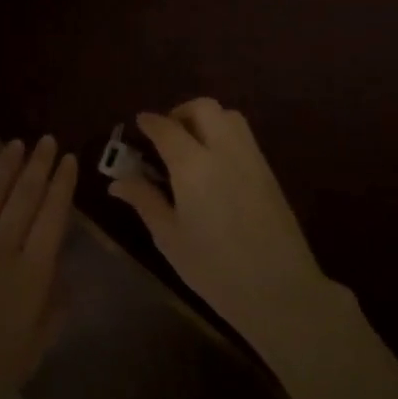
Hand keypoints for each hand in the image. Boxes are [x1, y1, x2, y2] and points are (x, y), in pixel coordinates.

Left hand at [0, 138, 75, 398]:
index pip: (53, 218)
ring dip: (5, 166)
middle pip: (24, 199)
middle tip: (47, 141)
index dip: (62, 186)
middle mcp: (1, 251)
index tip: (68, 160)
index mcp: (32, 275)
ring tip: (17, 144)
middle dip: (39, 166)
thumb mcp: (35, 349)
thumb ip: (55, 308)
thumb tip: (65, 272)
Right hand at [108, 100, 334, 351]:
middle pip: (203, 108)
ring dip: (207, 119)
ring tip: (191, 146)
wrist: (280, 290)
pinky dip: (225, 135)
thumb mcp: (169, 237)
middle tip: (166, 134)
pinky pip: (244, 137)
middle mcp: (224, 150)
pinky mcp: (269, 173)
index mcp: (193, 165)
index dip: (149, 122)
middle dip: (180, 112)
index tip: (138, 124)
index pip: (166, 128)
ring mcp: (251, 159)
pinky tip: (214, 165)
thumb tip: (118, 182)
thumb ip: (144, 201)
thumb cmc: (214, 268)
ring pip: (229, 116)